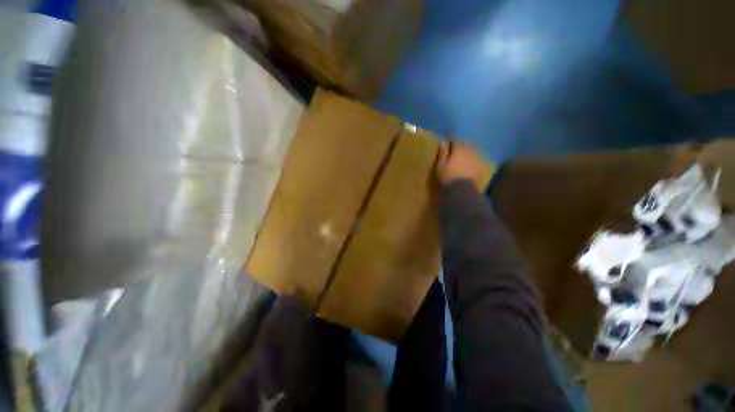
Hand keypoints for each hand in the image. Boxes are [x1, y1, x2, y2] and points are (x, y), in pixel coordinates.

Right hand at [436, 141, 488, 188]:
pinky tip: (470, 164)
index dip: (452, 140)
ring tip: (463, 156)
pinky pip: (477, 159)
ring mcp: (477, 158)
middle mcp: (469, 151)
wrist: (462, 189)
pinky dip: (473, 159)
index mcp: (458, 149)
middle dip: (461, 144)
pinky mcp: (481, 166)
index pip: (455, 140)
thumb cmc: (448, 176)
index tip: (448, 142)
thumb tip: (443, 141)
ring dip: (468, 151)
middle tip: (455, 149)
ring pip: (472, 150)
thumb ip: (443, 153)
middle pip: (465, 143)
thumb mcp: (441, 165)